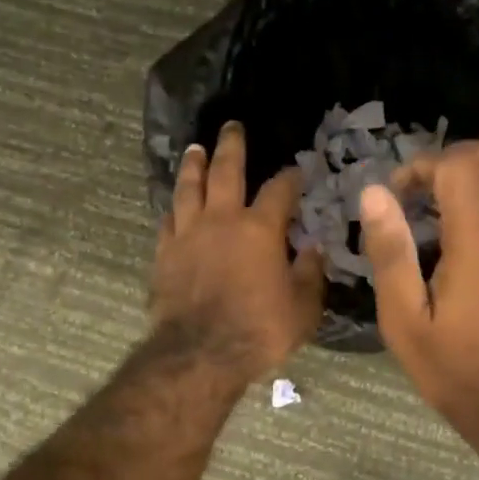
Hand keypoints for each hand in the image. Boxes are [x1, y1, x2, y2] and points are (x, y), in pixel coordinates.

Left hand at [151, 122, 325, 383]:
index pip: (280, 191)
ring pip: (189, 188)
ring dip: (194, 165)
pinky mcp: (164, 253)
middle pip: (226, 171)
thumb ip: (310, 274)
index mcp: (260, 229)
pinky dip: (174, 208)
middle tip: (232, 126)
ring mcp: (188, 234)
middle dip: (232, 146)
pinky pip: (168, 221)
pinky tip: (174, 205)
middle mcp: (222, 220)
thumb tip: (314, 249)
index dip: (291, 177)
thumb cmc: (259, 330)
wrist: (200, 353)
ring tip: (195, 149)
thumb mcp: (302, 308)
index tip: (297, 170)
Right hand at [359, 140, 478, 445]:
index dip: (423, 166)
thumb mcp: (403, 320)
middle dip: (457, 157)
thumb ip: (390, 253)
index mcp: (477, 246)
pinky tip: (476, 229)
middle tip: (426, 190)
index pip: (458, 167)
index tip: (399, 194)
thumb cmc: (452, 367)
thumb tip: (375, 194)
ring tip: (451, 203)